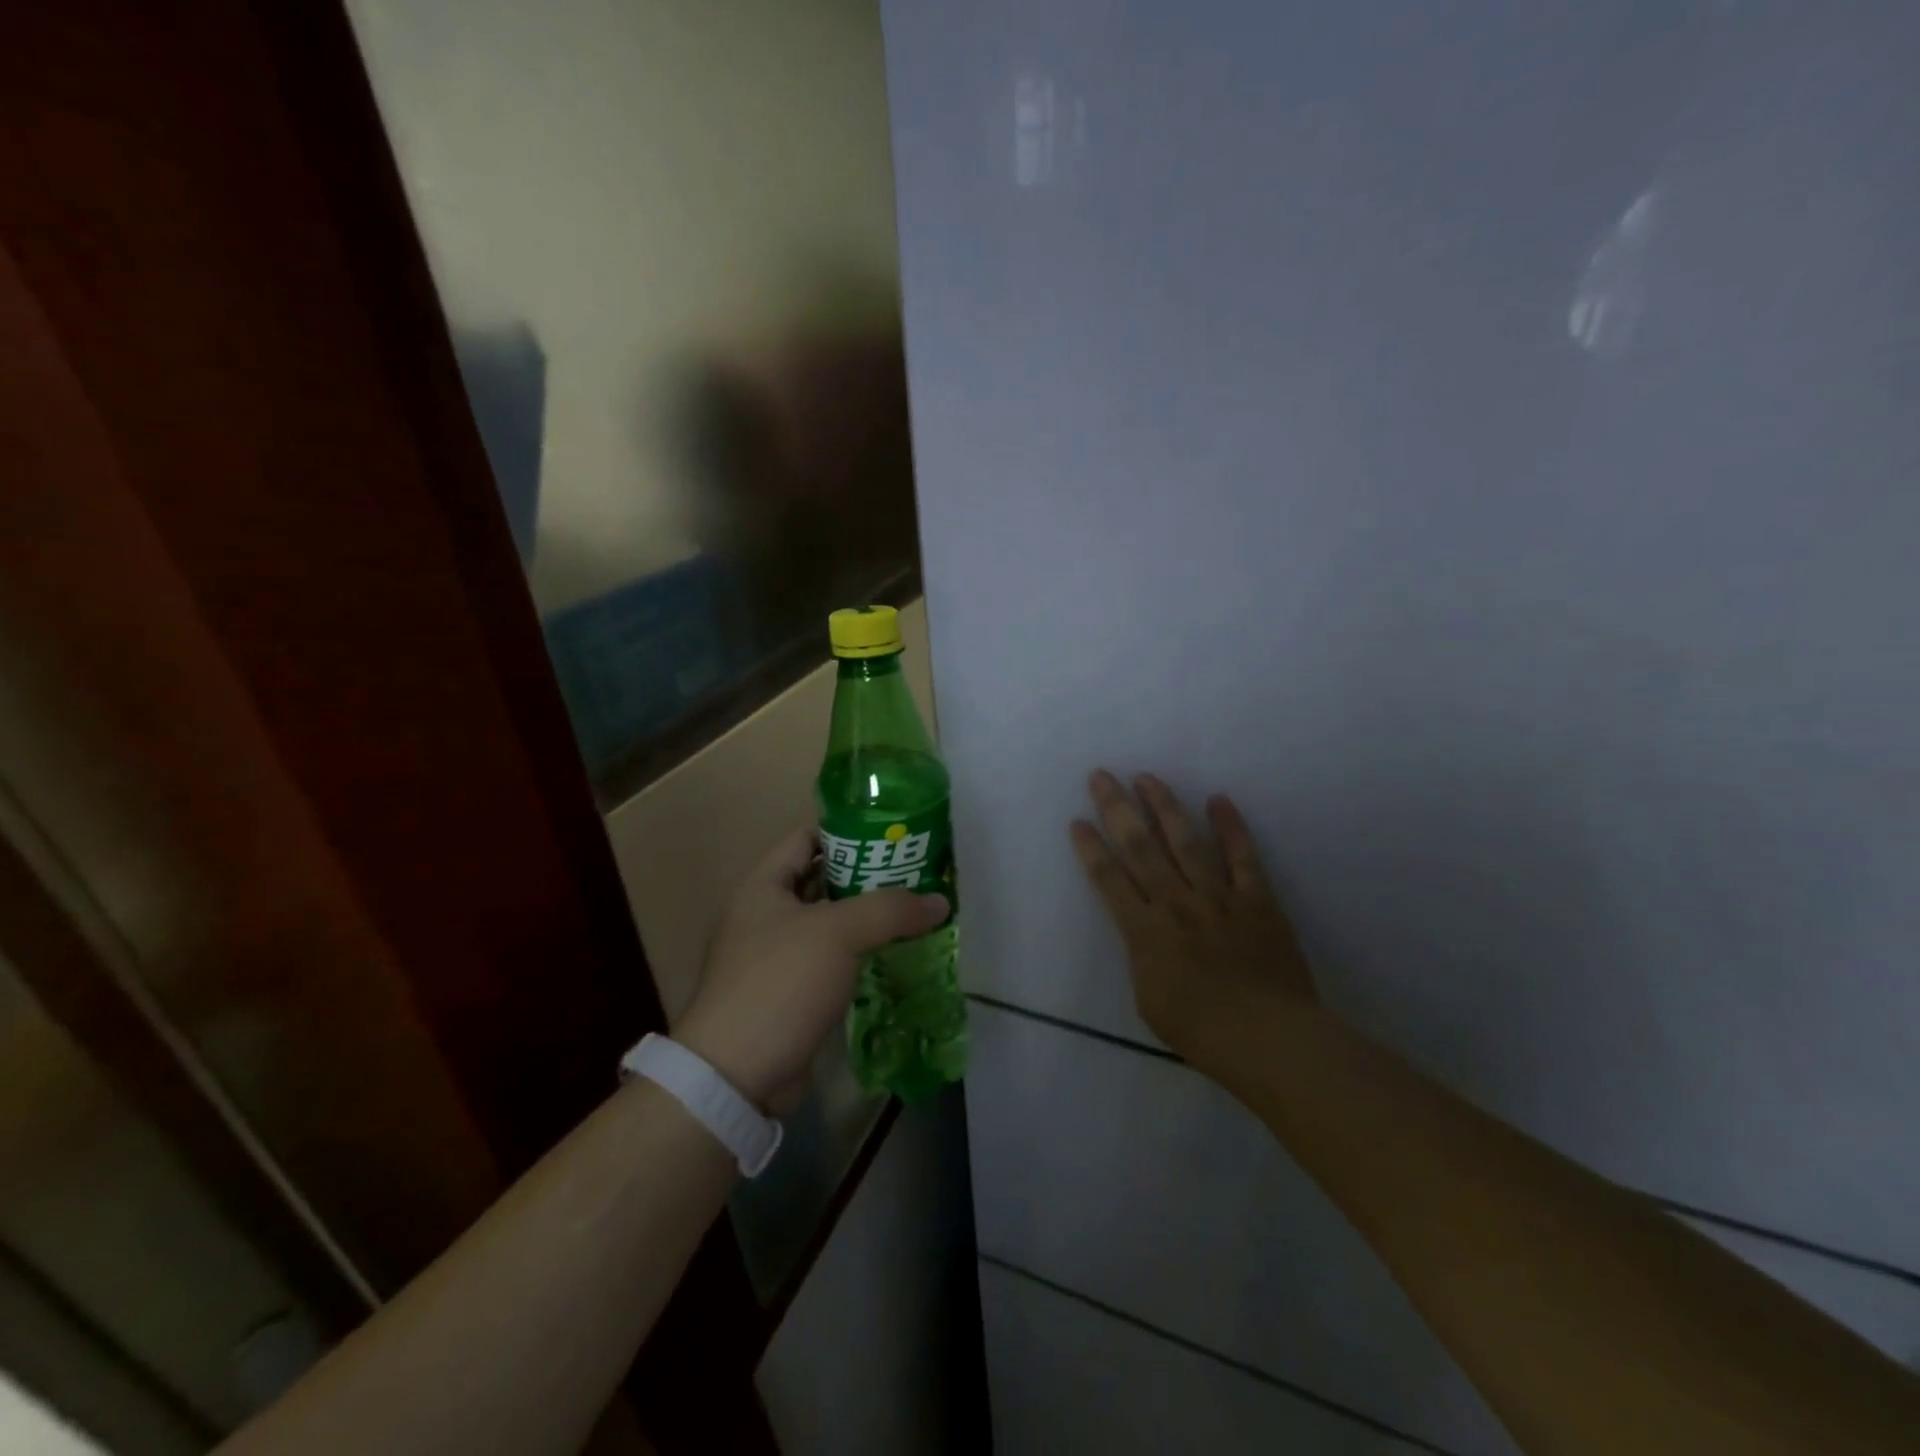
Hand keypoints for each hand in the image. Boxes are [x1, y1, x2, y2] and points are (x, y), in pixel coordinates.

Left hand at [676, 827, 949, 1112]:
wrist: (737, 1076)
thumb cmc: (780, 983)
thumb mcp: (837, 933)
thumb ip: (890, 909)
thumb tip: (941, 901)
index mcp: (762, 886)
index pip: (806, 837)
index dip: (847, 829)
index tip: (893, 832)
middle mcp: (765, 915)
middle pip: (823, 880)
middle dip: (868, 875)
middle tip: (916, 872)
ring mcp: (776, 957)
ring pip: (831, 923)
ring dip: (868, 918)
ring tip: (916, 909)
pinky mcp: (791, 993)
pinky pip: (833, 960)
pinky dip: (861, 954)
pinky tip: (898, 953)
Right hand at [1071, 770, 1317, 1067]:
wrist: (1267, 1038)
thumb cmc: (1200, 1030)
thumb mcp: (1148, 1000)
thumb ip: (1142, 956)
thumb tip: (1145, 931)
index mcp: (1145, 931)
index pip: (1109, 879)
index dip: (1091, 848)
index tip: (1078, 821)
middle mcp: (1175, 903)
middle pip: (1140, 847)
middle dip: (1117, 809)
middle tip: (1101, 777)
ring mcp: (1218, 897)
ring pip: (1185, 841)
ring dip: (1164, 806)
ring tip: (1147, 777)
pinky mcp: (1256, 899)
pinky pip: (1242, 856)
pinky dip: (1231, 826)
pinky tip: (1218, 800)